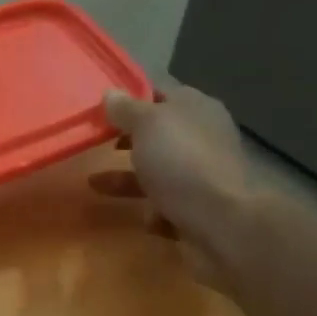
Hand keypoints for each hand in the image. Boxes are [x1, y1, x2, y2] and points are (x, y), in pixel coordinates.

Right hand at [98, 85, 251, 282]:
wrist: (221, 222)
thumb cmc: (181, 162)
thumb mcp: (147, 125)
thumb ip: (126, 109)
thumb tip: (110, 93)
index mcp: (195, 108)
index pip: (158, 94)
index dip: (129, 99)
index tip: (99, 110)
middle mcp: (202, 137)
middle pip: (156, 134)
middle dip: (126, 140)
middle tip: (95, 144)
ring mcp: (201, 174)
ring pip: (157, 171)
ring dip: (127, 178)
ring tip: (94, 183)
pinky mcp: (198, 207)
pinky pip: (166, 204)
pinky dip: (152, 210)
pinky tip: (144, 216)